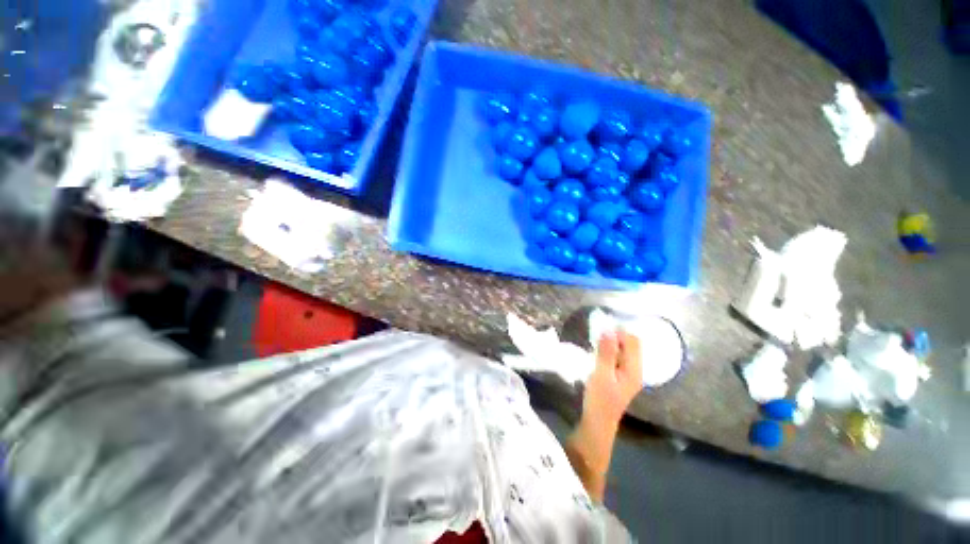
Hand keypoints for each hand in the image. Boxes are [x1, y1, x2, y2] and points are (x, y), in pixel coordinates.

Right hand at [565, 330, 641, 501]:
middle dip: (616, 335)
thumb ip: (606, 352)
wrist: (597, 424)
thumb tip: (608, 329)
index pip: (633, 341)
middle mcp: (635, 370)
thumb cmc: (600, 400)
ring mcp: (628, 374)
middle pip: (631, 345)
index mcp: (635, 369)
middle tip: (597, 332)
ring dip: (612, 343)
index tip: (601, 326)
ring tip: (596, 339)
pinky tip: (598, 352)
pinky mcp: (619, 377)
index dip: (619, 331)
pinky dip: (609, 351)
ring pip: (624, 351)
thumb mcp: (601, 373)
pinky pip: (618, 357)